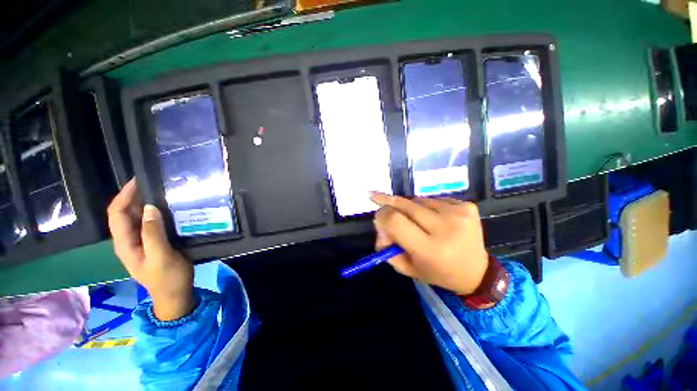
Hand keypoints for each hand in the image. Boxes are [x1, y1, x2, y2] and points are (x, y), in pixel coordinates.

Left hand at [107, 179, 194, 320]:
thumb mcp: (161, 257)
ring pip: (137, 217)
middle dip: (135, 195)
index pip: (117, 213)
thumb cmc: (168, 278)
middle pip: (125, 212)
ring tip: (163, 191)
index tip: (139, 180)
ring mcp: (140, 241)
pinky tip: (168, 208)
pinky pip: (150, 223)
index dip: (124, 196)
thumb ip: (153, 234)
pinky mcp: (152, 242)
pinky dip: (156, 212)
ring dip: (146, 203)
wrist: (175, 294)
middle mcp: (128, 240)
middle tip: (155, 182)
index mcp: (125, 244)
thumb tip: (150, 207)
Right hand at [371, 193, 488, 295]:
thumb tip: (379, 225)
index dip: (381, 216)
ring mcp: (458, 213)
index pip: (395, 220)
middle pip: (404, 204)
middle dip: (390, 206)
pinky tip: (432, 219)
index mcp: (430, 249)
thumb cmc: (437, 272)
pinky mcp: (467, 205)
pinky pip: (432, 200)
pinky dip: (426, 207)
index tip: (378, 217)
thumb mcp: (406, 267)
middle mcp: (445, 228)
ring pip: (417, 200)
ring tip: (416, 221)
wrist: (476, 271)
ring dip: (410, 208)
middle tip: (385, 209)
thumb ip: (386, 247)